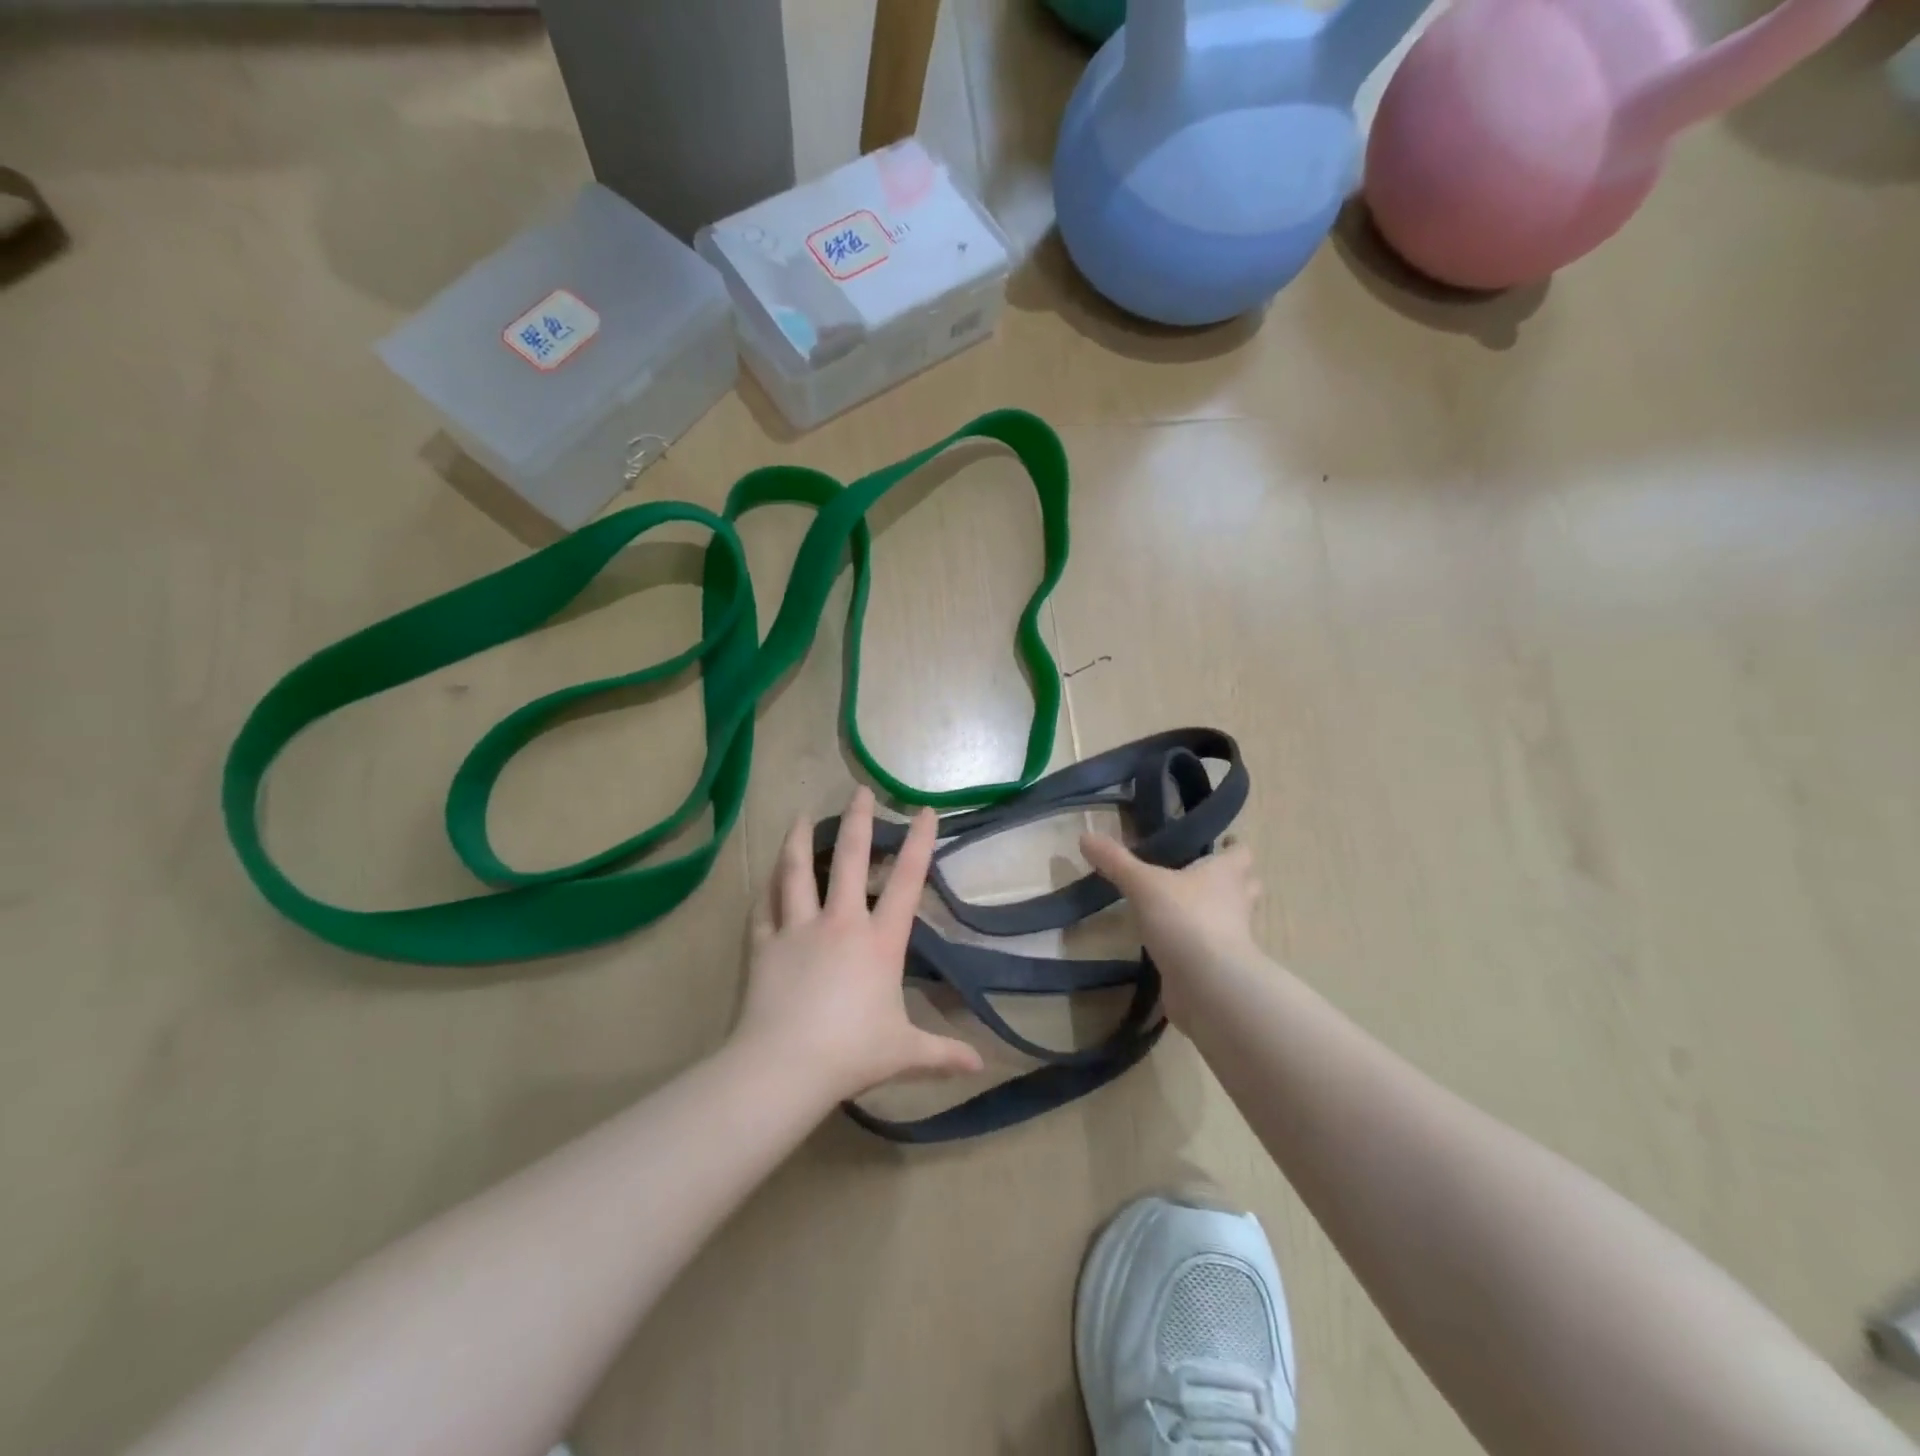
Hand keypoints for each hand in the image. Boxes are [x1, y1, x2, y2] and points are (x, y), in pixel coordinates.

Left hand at [735, 788, 985, 1103]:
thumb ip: (942, 1053)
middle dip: (858, 821)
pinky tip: (765, 878)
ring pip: (797, 873)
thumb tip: (980, 1066)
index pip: (906, 882)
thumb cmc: (851, 1053)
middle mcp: (840, 923)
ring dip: (800, 841)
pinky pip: (764, 909)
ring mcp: (799, 930)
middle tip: (859, 791)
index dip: (918, 844)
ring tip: (801, 817)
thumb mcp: (904, 1052)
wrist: (785, 1066)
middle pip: (850, 860)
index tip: (924, 811)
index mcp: (879, 942)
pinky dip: (765, 890)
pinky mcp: (765, 944)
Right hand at [1079, 832, 1262, 1025]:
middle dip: (1230, 880)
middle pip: (1246, 885)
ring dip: (1217, 912)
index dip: (1233, 846)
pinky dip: (1199, 945)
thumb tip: (1085, 836)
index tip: (1220, 842)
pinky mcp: (1221, 967)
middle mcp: (1236, 903)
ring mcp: (1233, 938)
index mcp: (1226, 874)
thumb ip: (1116, 861)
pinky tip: (1174, 943)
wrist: (1208, 986)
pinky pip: (1214, 949)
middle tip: (1201, 873)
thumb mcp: (1143, 884)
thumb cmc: (1185, 920)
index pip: (1242, 853)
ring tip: (1185, 907)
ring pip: (1232, 918)